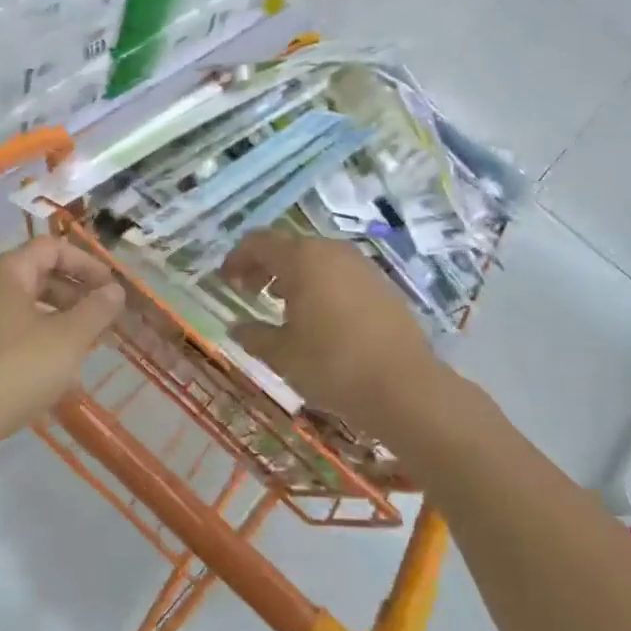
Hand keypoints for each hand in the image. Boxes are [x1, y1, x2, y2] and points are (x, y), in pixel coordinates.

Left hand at [0, 236, 124, 454]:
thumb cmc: (14, 370)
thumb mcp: (67, 340)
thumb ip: (96, 310)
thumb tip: (114, 290)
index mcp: (5, 271)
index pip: (52, 248)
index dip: (87, 264)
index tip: (112, 290)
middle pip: (38, 276)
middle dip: (76, 297)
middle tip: (103, 321)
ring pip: (25, 308)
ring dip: (59, 323)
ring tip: (85, 351)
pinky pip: (9, 333)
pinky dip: (37, 343)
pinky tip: (56, 378)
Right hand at [221, 229, 445, 427]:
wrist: (405, 387)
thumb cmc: (333, 366)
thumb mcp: (282, 354)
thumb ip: (254, 335)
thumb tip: (235, 326)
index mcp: (302, 260)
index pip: (259, 243)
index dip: (237, 258)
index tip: (225, 280)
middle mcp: (332, 251)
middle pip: (288, 246)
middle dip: (264, 265)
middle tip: (248, 291)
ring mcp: (361, 265)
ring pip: (316, 258)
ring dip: (292, 274)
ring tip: (281, 304)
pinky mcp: (381, 284)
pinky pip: (339, 272)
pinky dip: (320, 283)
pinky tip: (318, 315)